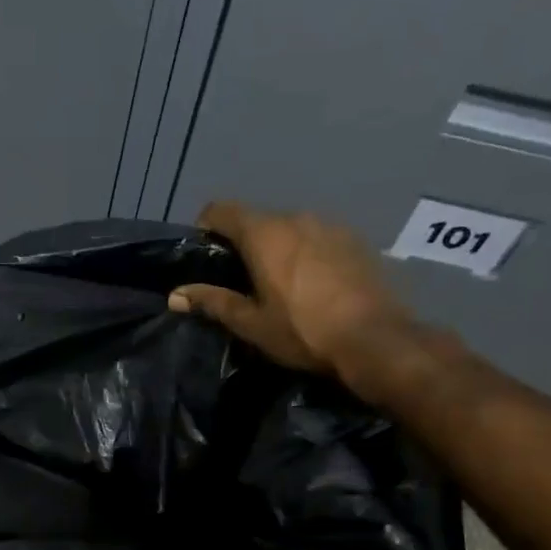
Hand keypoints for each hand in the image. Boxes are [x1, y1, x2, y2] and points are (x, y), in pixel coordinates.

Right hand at [168, 202, 414, 373]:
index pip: (221, 209)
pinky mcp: (357, 239)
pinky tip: (315, 286)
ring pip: (291, 228)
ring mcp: (331, 225)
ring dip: (279, 247)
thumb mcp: (251, 323)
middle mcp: (296, 217)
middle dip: (244, 243)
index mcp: (264, 233)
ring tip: (281, 284)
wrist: (375, 340)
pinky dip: (308, 253)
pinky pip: (319, 238)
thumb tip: (175, 295)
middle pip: (257, 219)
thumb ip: (212, 302)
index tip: (206, 257)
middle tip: (241, 280)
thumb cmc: (303, 332)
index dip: (206, 227)